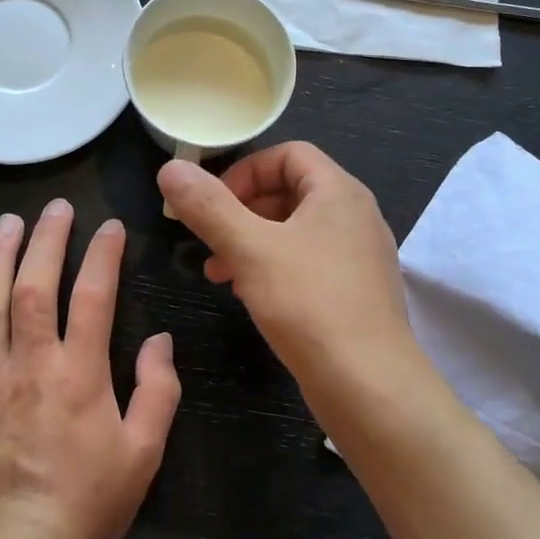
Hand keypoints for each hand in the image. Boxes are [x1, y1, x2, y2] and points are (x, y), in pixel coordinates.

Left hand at [0, 201, 180, 538]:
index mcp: (80, 374)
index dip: (103, 254)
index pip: (94, 296)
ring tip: (7, 223)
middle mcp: (31, 364)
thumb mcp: (143, 453)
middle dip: (47, 239)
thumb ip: (158, 391)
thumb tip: (159, 340)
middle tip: (55, 207)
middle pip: (36, 286)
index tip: (110, 227)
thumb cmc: (86, 502)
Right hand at [157, 144, 414, 395]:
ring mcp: (359, 255)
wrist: (369, 384)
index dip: (245, 170)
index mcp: (339, 191)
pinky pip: (309, 262)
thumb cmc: (310, 304)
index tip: (213, 202)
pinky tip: (249, 295)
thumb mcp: (250, 249)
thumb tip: (170, 169)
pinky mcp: (355, 291)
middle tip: (209, 239)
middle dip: (242, 211)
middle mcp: (355, 215)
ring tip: (218, 272)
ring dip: (252, 242)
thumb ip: (208, 207)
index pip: (289, 154)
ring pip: (295, 231)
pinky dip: (274, 268)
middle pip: (291, 191)